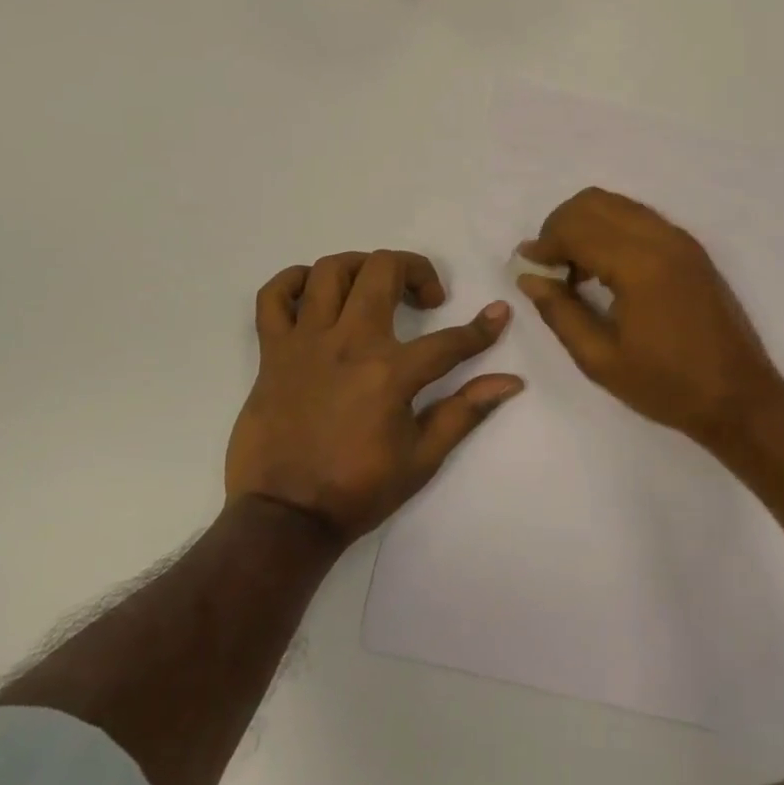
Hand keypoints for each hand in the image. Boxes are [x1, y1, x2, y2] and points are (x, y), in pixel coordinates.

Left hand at [225, 249, 522, 543]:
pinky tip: (314, 293)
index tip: (498, 313)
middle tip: (426, 297)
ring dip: (361, 267)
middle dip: (416, 270)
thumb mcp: (422, 458)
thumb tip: (511, 382)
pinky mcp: (272, 351)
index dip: (481, 328)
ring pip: (330, 270)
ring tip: (375, 286)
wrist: (284, 517)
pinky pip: (273, 297)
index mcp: (390, 373)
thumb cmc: (357, 490)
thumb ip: (465, 411)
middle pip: (383, 271)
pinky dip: (292, 282)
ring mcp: (305, 342)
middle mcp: (348, 343)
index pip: (449, 341)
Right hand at [515, 188, 783, 450]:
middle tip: (549, 266)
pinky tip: (605, 269)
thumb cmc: (666, 385)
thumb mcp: (600, 359)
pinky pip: (639, 218)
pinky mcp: (691, 249)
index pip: (576, 228)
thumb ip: (559, 312)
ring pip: (617, 204)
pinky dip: (611, 229)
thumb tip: (528, 277)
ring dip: (586, 225)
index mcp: (638, 265)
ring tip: (574, 268)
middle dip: (561, 226)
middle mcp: (661, 238)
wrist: (739, 398)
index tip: (526, 266)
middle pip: (594, 202)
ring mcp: (680, 240)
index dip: (544, 243)